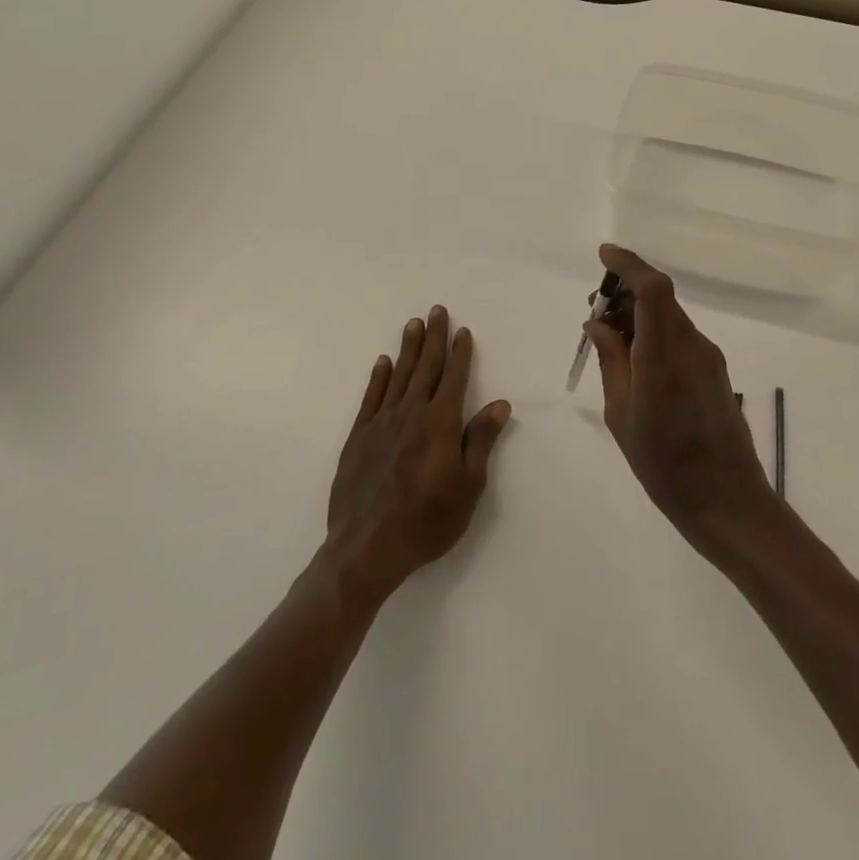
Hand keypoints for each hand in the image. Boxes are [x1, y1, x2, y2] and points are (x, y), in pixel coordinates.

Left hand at [325, 306, 510, 600]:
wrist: (367, 549)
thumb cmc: (427, 521)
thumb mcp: (468, 486)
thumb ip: (480, 441)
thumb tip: (499, 404)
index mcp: (440, 423)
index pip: (454, 378)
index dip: (460, 353)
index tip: (463, 331)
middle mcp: (411, 414)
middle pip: (426, 367)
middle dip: (433, 338)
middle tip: (436, 310)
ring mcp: (381, 424)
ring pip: (398, 376)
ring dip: (407, 349)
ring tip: (413, 324)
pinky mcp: (359, 438)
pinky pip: (371, 398)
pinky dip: (378, 378)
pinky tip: (382, 362)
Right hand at [587, 245, 777, 545]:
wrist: (727, 501)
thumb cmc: (664, 465)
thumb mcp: (622, 415)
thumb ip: (611, 362)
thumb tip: (598, 324)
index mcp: (664, 356)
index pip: (652, 289)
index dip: (629, 264)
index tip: (603, 256)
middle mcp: (692, 346)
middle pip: (660, 298)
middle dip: (626, 292)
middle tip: (595, 312)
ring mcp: (708, 357)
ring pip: (670, 317)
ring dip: (640, 315)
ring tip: (610, 340)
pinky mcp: (715, 371)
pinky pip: (680, 337)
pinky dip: (655, 334)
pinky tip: (636, 362)